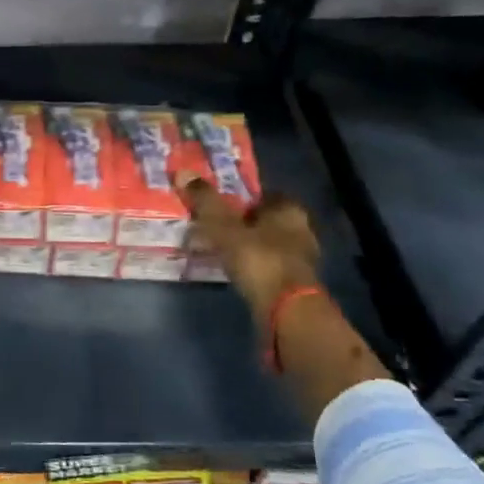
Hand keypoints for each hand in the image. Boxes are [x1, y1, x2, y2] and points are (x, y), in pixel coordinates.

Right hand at [180, 180, 321, 315]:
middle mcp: (301, 230)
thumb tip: (183, 172)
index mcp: (289, 210)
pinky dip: (251, 264)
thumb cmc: (259, 259)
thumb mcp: (225, 228)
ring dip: (247, 245)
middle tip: (215, 226)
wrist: (286, 311)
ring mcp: (300, 259)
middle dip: (243, 222)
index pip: (265, 194)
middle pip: (266, 220)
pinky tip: (233, 269)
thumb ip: (206, 202)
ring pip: (267, 243)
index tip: (220, 204)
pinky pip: (267, 265)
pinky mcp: (294, 283)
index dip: (242, 197)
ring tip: (218, 249)